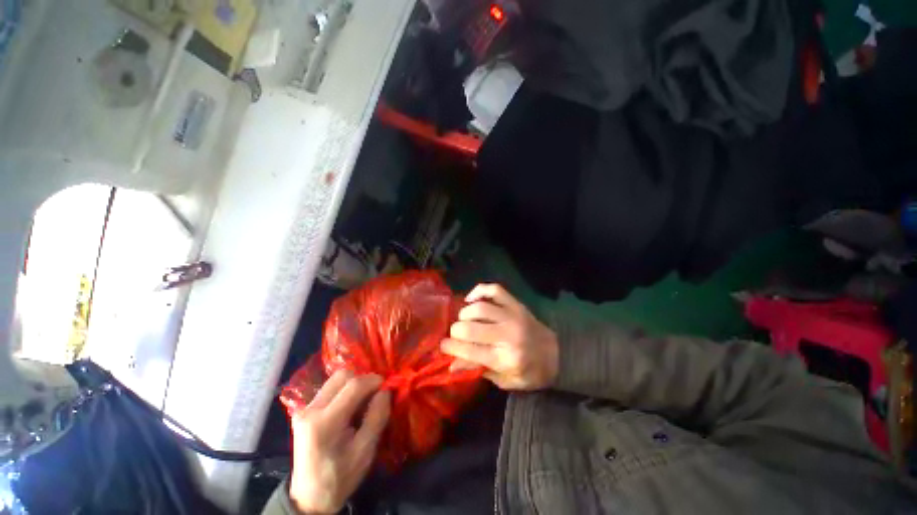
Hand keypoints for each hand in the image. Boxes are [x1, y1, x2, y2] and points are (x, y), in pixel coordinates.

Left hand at [289, 371, 390, 513]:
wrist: (309, 498)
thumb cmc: (340, 478)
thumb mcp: (365, 451)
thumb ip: (377, 416)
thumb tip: (385, 390)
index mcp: (324, 422)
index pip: (354, 385)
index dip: (374, 381)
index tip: (387, 387)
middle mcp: (310, 409)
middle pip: (343, 376)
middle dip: (363, 380)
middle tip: (375, 395)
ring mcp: (304, 409)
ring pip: (336, 379)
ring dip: (354, 384)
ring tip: (362, 402)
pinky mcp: (304, 410)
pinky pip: (329, 388)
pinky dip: (345, 391)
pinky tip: (350, 408)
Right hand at [441, 284, 558, 390]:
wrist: (557, 354)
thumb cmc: (530, 372)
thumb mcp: (505, 380)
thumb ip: (478, 370)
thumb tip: (451, 364)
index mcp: (505, 358)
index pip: (470, 351)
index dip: (451, 347)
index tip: (442, 346)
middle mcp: (507, 335)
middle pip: (471, 328)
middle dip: (456, 331)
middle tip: (454, 334)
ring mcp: (512, 315)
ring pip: (480, 307)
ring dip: (465, 313)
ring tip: (463, 319)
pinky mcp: (515, 304)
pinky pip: (494, 290)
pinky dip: (479, 290)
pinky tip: (471, 299)